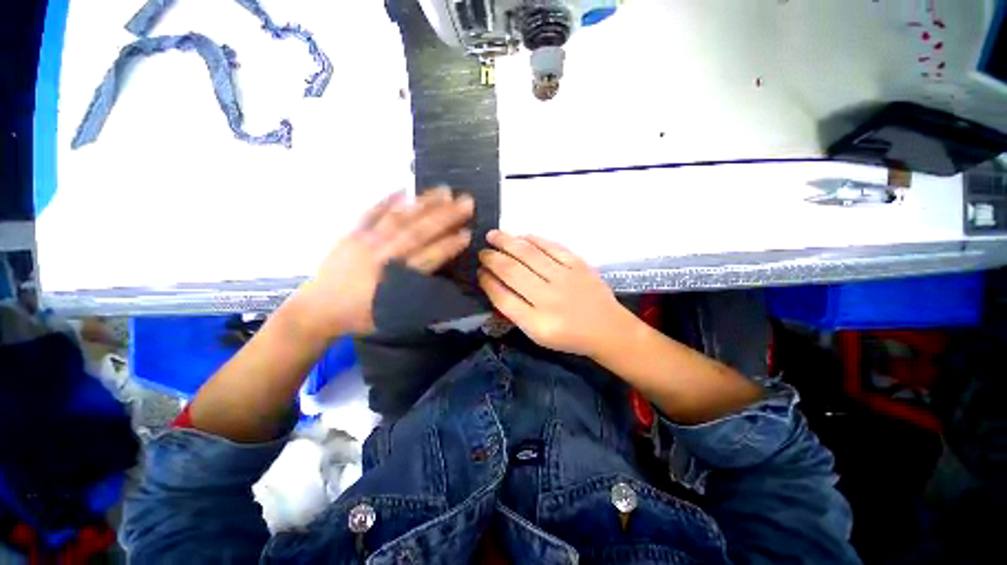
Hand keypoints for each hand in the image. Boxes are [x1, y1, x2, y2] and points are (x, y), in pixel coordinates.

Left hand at [296, 187, 473, 337]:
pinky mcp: (351, 234)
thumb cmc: (360, 316)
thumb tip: (443, 278)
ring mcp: (366, 240)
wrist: (316, 309)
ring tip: (444, 191)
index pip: (430, 257)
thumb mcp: (393, 313)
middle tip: (466, 202)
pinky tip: (404, 189)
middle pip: (419, 232)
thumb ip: (417, 294)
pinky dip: (387, 200)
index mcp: (396, 278)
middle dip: (445, 217)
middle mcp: (384, 255)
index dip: (450, 244)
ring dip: (424, 203)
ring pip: (399, 218)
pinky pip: (371, 212)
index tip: (468, 232)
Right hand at [477, 230, 632, 356]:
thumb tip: (494, 285)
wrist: (608, 329)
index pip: (503, 298)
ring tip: (493, 235)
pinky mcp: (578, 264)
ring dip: (507, 242)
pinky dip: (534, 239)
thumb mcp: (537, 334)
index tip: (479, 272)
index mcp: (536, 322)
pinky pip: (551, 246)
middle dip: (492, 259)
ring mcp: (565, 278)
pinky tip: (521, 236)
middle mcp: (548, 298)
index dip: (487, 282)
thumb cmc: (569, 335)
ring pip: (528, 254)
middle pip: (512, 271)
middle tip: (482, 252)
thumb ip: (515, 312)